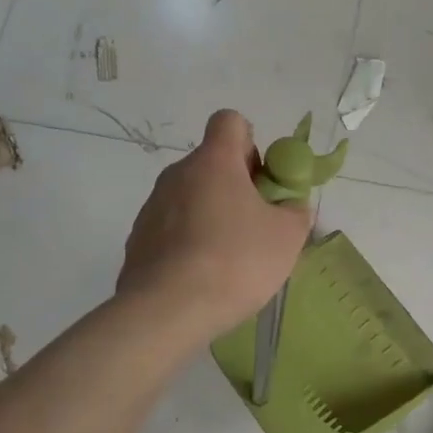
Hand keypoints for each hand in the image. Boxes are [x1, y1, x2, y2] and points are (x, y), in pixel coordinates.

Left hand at [118, 110, 313, 339]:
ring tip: (230, 259)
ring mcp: (152, 207)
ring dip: (213, 214)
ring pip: (192, 197)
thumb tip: (288, 204)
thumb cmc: (235, 261)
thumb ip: (295, 210)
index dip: (251, 143)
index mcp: (213, 161)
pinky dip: (189, 241)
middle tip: (257, 225)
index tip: (262, 180)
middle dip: (237, 186)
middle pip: (212, 163)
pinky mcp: (138, 239)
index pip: (230, 121)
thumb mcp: (287, 236)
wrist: (166, 311)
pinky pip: (172, 228)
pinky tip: (202, 276)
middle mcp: (177, 174)